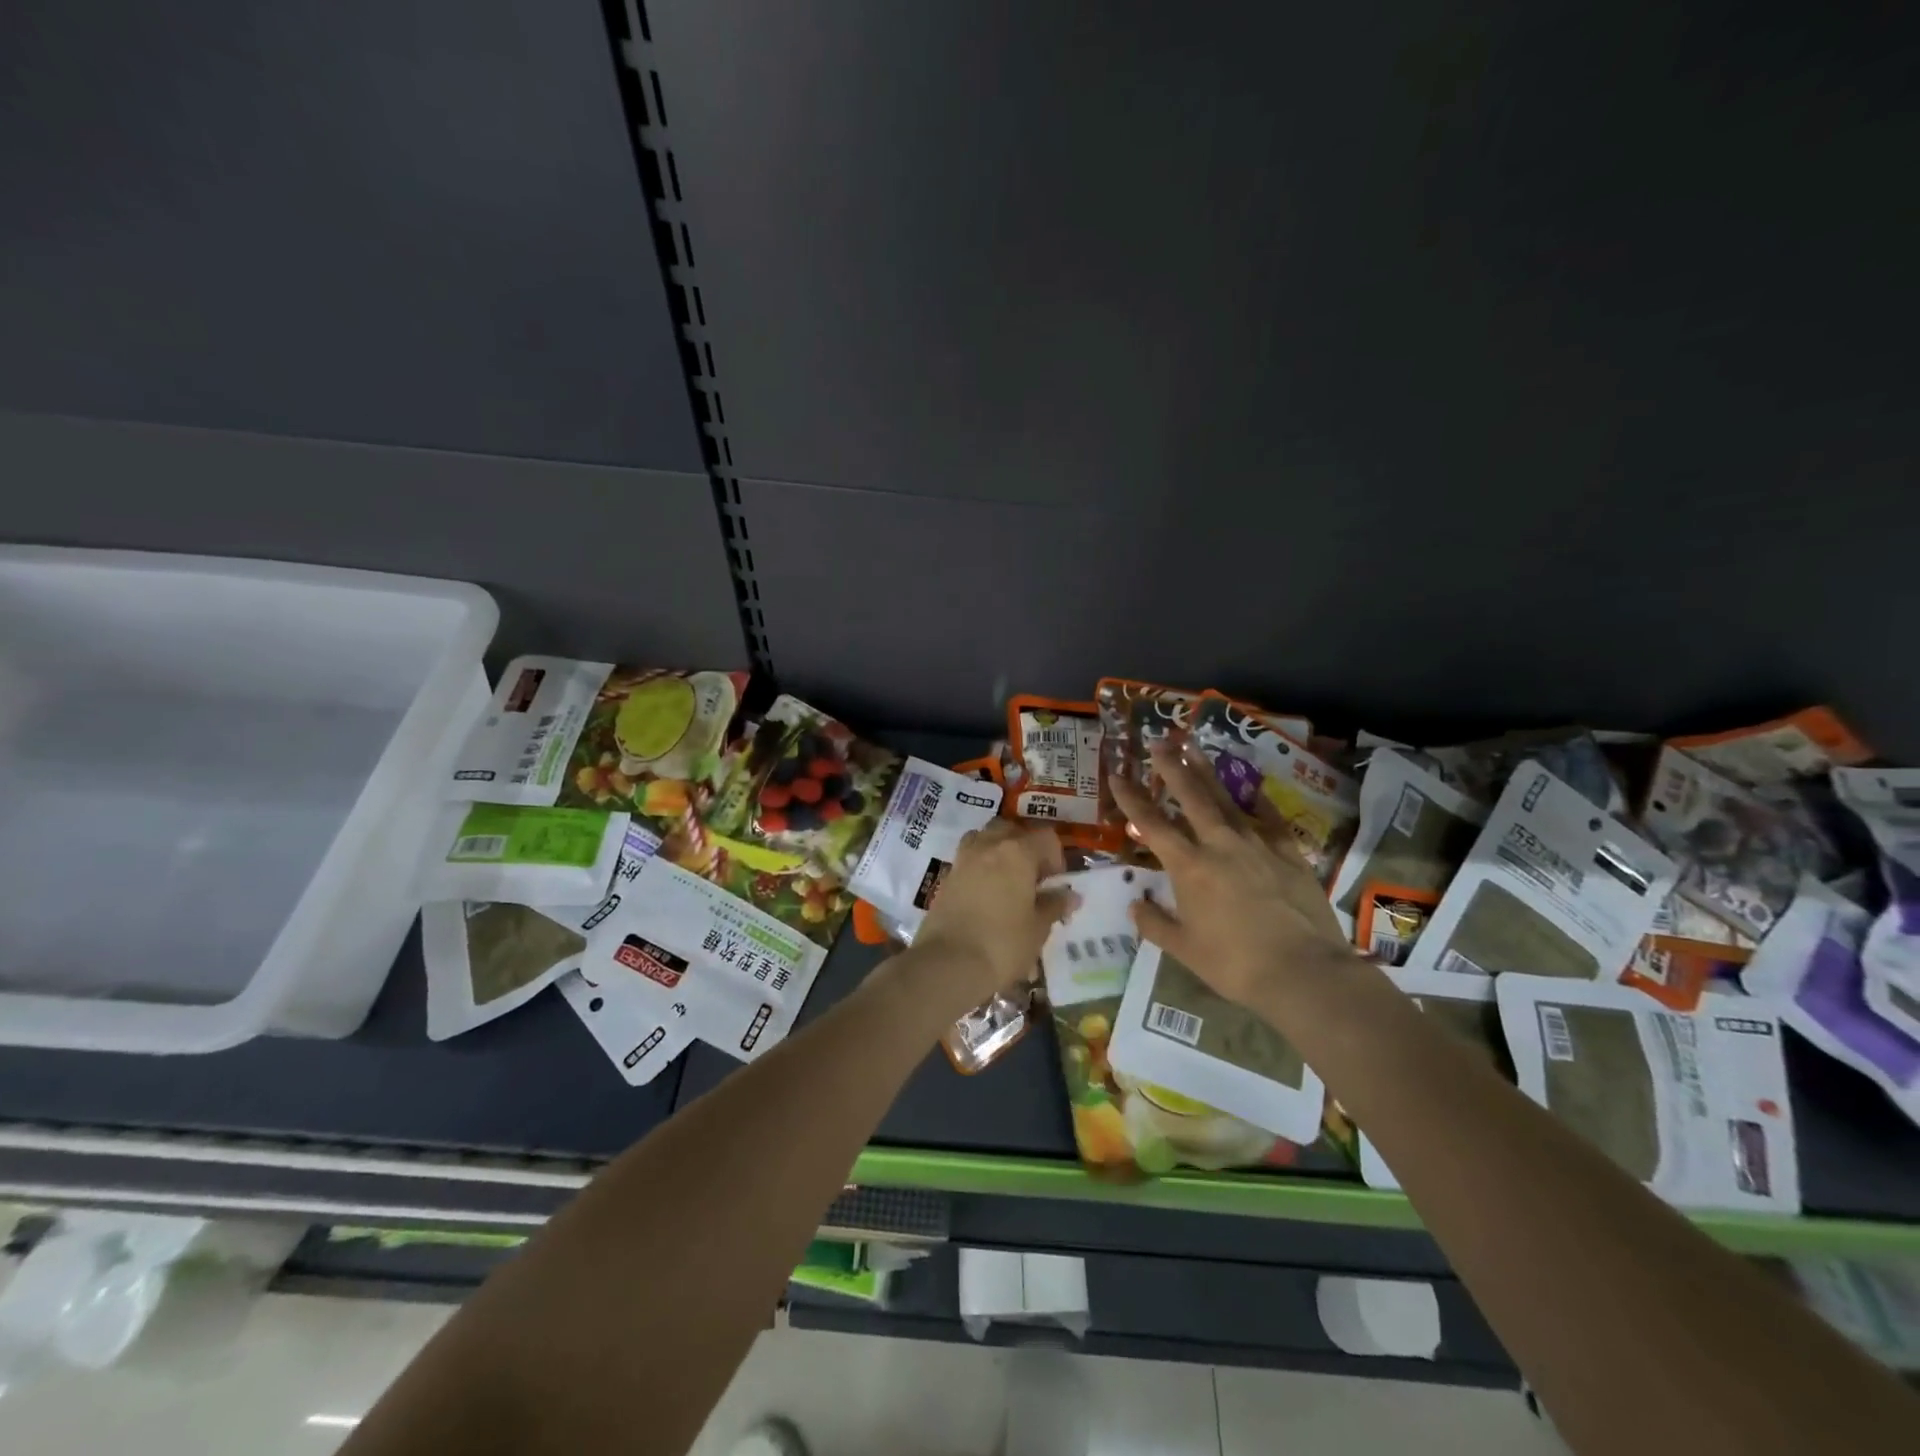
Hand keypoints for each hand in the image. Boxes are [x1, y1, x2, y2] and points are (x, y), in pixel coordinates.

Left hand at [903, 820, 1074, 1022]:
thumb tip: (1070, 895)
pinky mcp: (945, 878)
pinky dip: (979, 868)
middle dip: (1024, 846)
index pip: (1046, 837)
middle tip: (1032, 878)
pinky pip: (968, 860)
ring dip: (998, 851)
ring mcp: (963, 859)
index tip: (1055, 883)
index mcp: (1017, 852)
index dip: (1056, 857)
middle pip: (1010, 829)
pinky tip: (986, 896)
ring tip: (1007, 882)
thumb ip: (1054, 905)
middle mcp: (988, 846)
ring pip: (984, 839)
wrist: (948, 963)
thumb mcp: (1038, 928)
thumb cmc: (1003, 944)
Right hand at [1108, 739, 1359, 1008]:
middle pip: (1191, 796)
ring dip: (1208, 772)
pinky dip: (1257, 801)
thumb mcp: (1184, 950)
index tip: (1117, 775)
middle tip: (1159, 741)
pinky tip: (1251, 788)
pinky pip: (1269, 818)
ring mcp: (1258, 844)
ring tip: (1195, 747)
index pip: (1151, 824)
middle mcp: (1220, 844)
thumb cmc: (1235, 965)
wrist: (1304, 972)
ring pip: (1227, 799)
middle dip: (1171, 767)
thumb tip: (1135, 905)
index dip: (1131, 798)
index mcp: (1189, 867)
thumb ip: (1155, 924)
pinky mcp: (1289, 853)